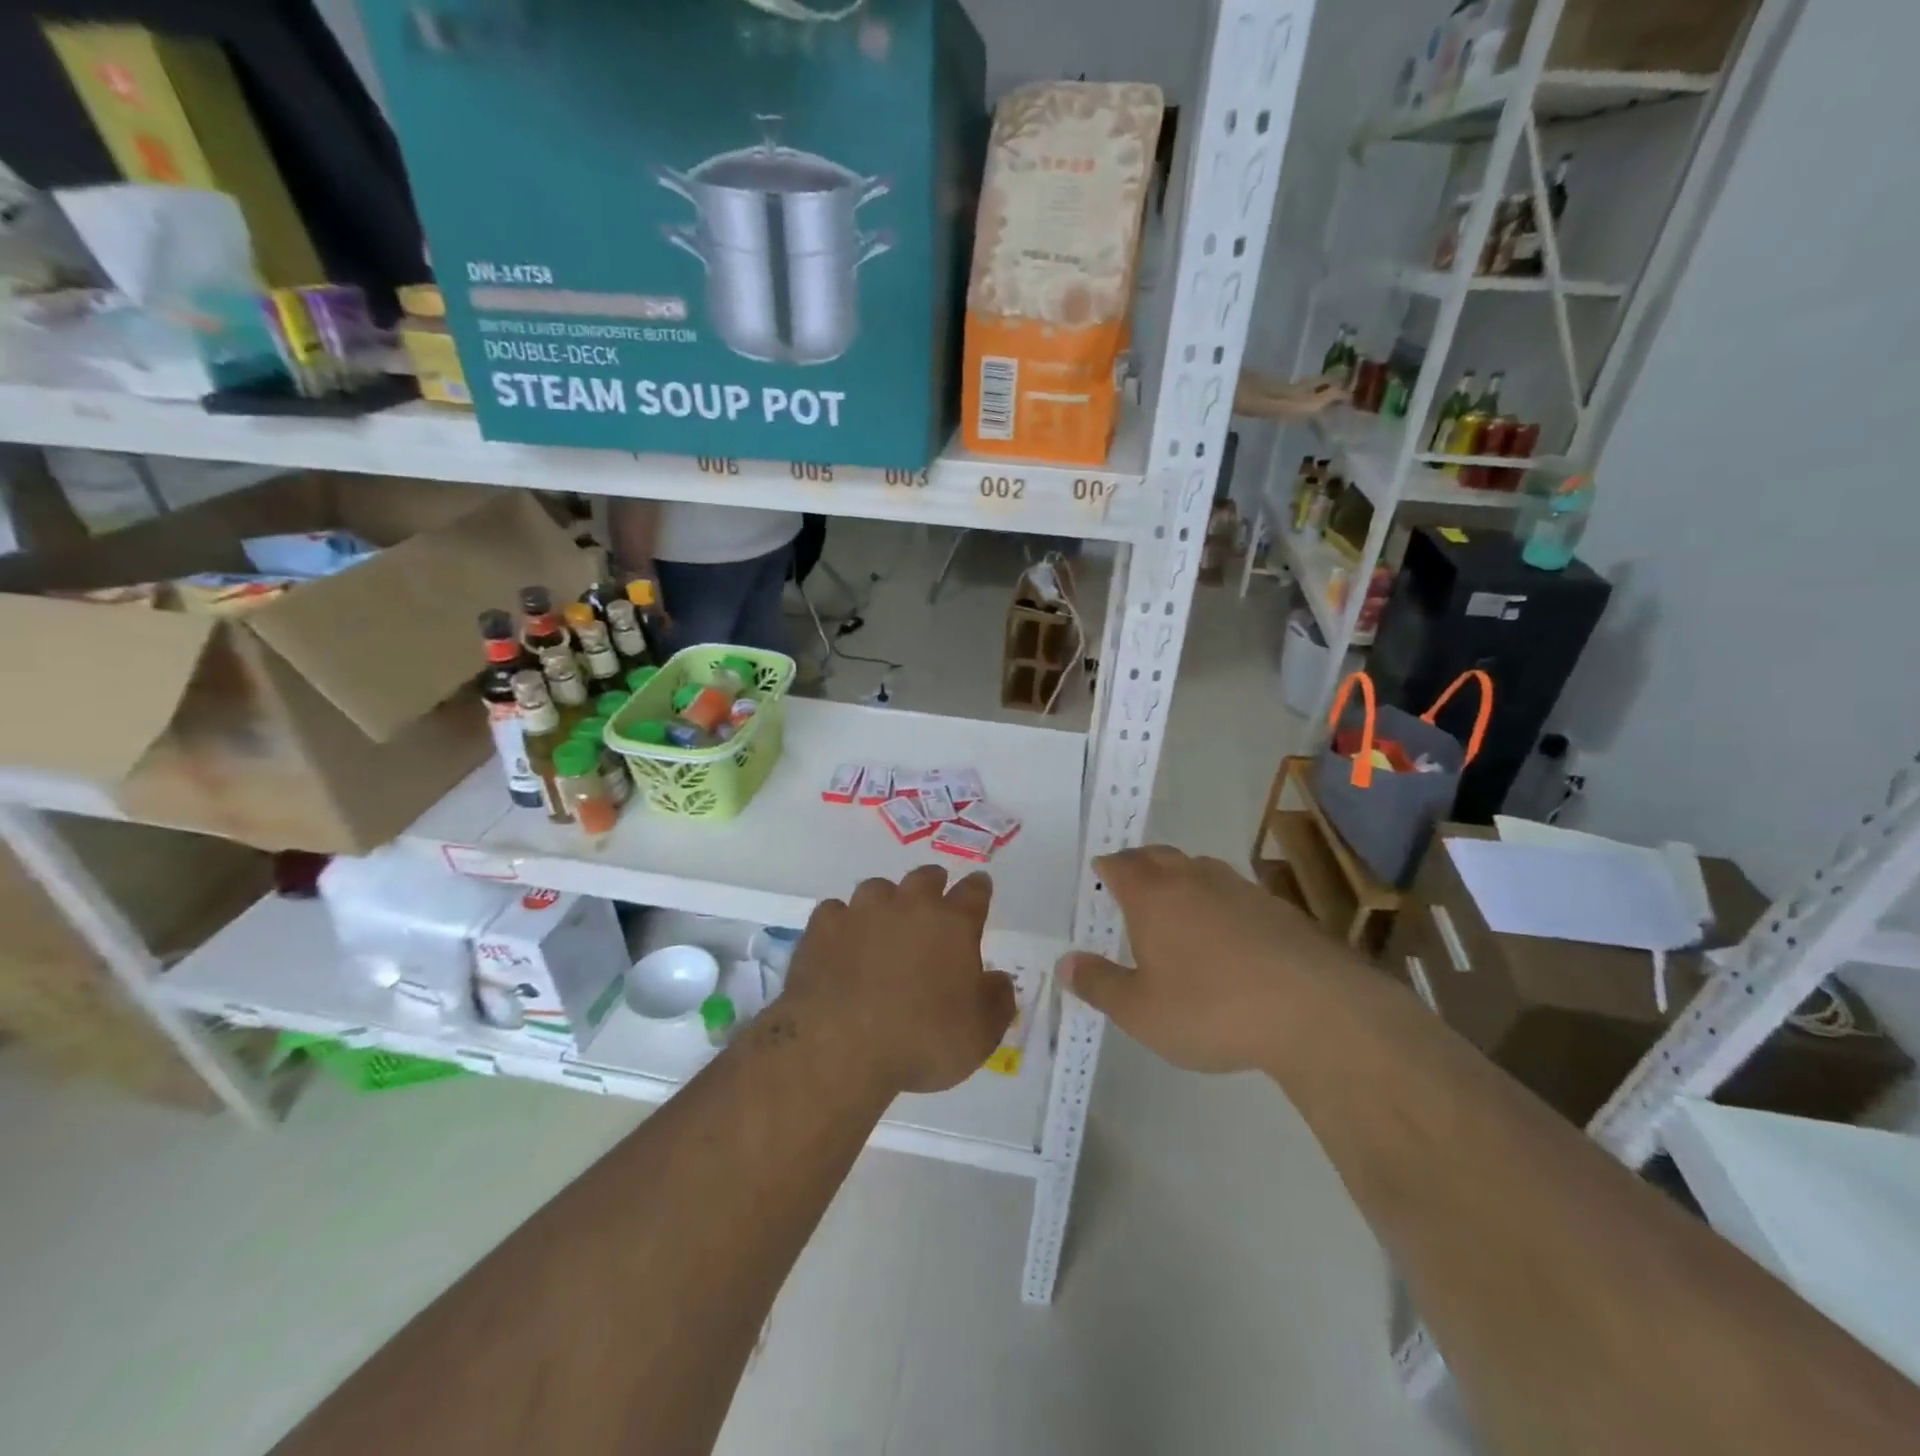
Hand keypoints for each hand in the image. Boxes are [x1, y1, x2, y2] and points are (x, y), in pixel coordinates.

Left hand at [783, 866, 1015, 1094]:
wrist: (840, 1048)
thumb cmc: (921, 1042)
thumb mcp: (980, 1035)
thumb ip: (997, 1001)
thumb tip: (998, 980)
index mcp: (952, 924)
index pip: (974, 892)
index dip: (979, 888)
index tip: (980, 886)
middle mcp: (908, 906)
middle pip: (925, 878)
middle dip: (933, 884)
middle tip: (934, 899)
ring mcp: (862, 912)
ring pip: (878, 888)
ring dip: (886, 901)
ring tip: (884, 922)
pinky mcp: (823, 928)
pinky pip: (836, 911)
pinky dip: (843, 922)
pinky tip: (842, 941)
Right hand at [1061, 846, 1339, 1073]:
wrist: (1313, 1011)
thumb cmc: (1210, 1009)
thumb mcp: (1141, 1012)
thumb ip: (1099, 985)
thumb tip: (1065, 964)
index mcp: (1152, 896)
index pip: (1120, 865)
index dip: (1107, 867)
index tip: (1100, 873)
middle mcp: (1193, 879)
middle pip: (1159, 856)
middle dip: (1140, 864)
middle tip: (1130, 881)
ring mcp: (1239, 888)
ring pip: (1199, 868)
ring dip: (1181, 877)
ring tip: (1176, 902)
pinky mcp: (1277, 907)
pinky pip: (1234, 891)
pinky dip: (1219, 901)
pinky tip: (1226, 932)